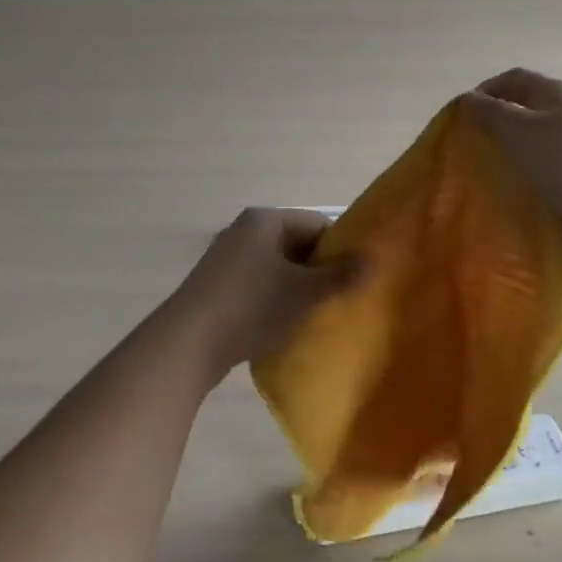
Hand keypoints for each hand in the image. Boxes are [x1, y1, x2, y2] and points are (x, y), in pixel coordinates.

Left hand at [169, 208, 362, 374]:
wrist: (188, 342)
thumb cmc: (252, 306)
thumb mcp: (304, 292)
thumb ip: (340, 276)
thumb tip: (372, 260)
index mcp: (265, 220)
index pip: (316, 224)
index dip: (340, 248)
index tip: (356, 277)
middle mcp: (244, 230)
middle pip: (295, 245)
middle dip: (317, 270)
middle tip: (340, 299)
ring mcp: (226, 257)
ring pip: (276, 267)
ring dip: (295, 288)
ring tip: (314, 315)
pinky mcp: (216, 285)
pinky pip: (256, 284)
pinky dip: (272, 299)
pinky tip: (281, 325)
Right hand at [460, 68, 561, 270]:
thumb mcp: (518, 129)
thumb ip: (489, 111)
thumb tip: (467, 99)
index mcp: (555, 93)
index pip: (512, 79)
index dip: (485, 90)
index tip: (460, 114)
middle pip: (521, 110)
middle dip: (493, 124)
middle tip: (468, 144)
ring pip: (529, 143)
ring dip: (506, 153)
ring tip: (482, 170)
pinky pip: (540, 171)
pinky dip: (521, 177)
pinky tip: (505, 192)